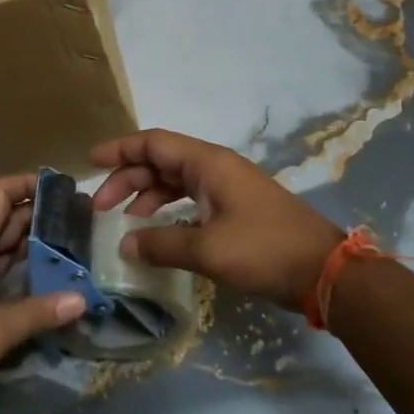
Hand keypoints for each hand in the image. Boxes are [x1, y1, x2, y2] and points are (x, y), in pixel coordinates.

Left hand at [0, 173, 85, 413]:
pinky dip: (22, 275)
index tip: (61, 187)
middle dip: (38, 215)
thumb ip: (37, 313)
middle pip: (3, 221)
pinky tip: (48, 284)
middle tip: (78, 219)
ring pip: (2, 250)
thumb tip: (82, 298)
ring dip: (32, 245)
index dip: (26, 183)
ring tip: (72, 246)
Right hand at [90, 129, 344, 310]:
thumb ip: (162, 244)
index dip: (120, 149)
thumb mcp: (209, 250)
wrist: (324, 271)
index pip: (154, 143)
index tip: (90, 162)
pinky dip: (167, 211)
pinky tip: (155, 232)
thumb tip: (124, 245)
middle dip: (127, 178)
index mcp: (208, 163)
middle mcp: (215, 168)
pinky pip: (190, 200)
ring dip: (146, 196)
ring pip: (175, 181)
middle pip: (161, 161)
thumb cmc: (265, 250)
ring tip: (122, 222)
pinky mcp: (234, 210)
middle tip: (100, 207)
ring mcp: (226, 188)